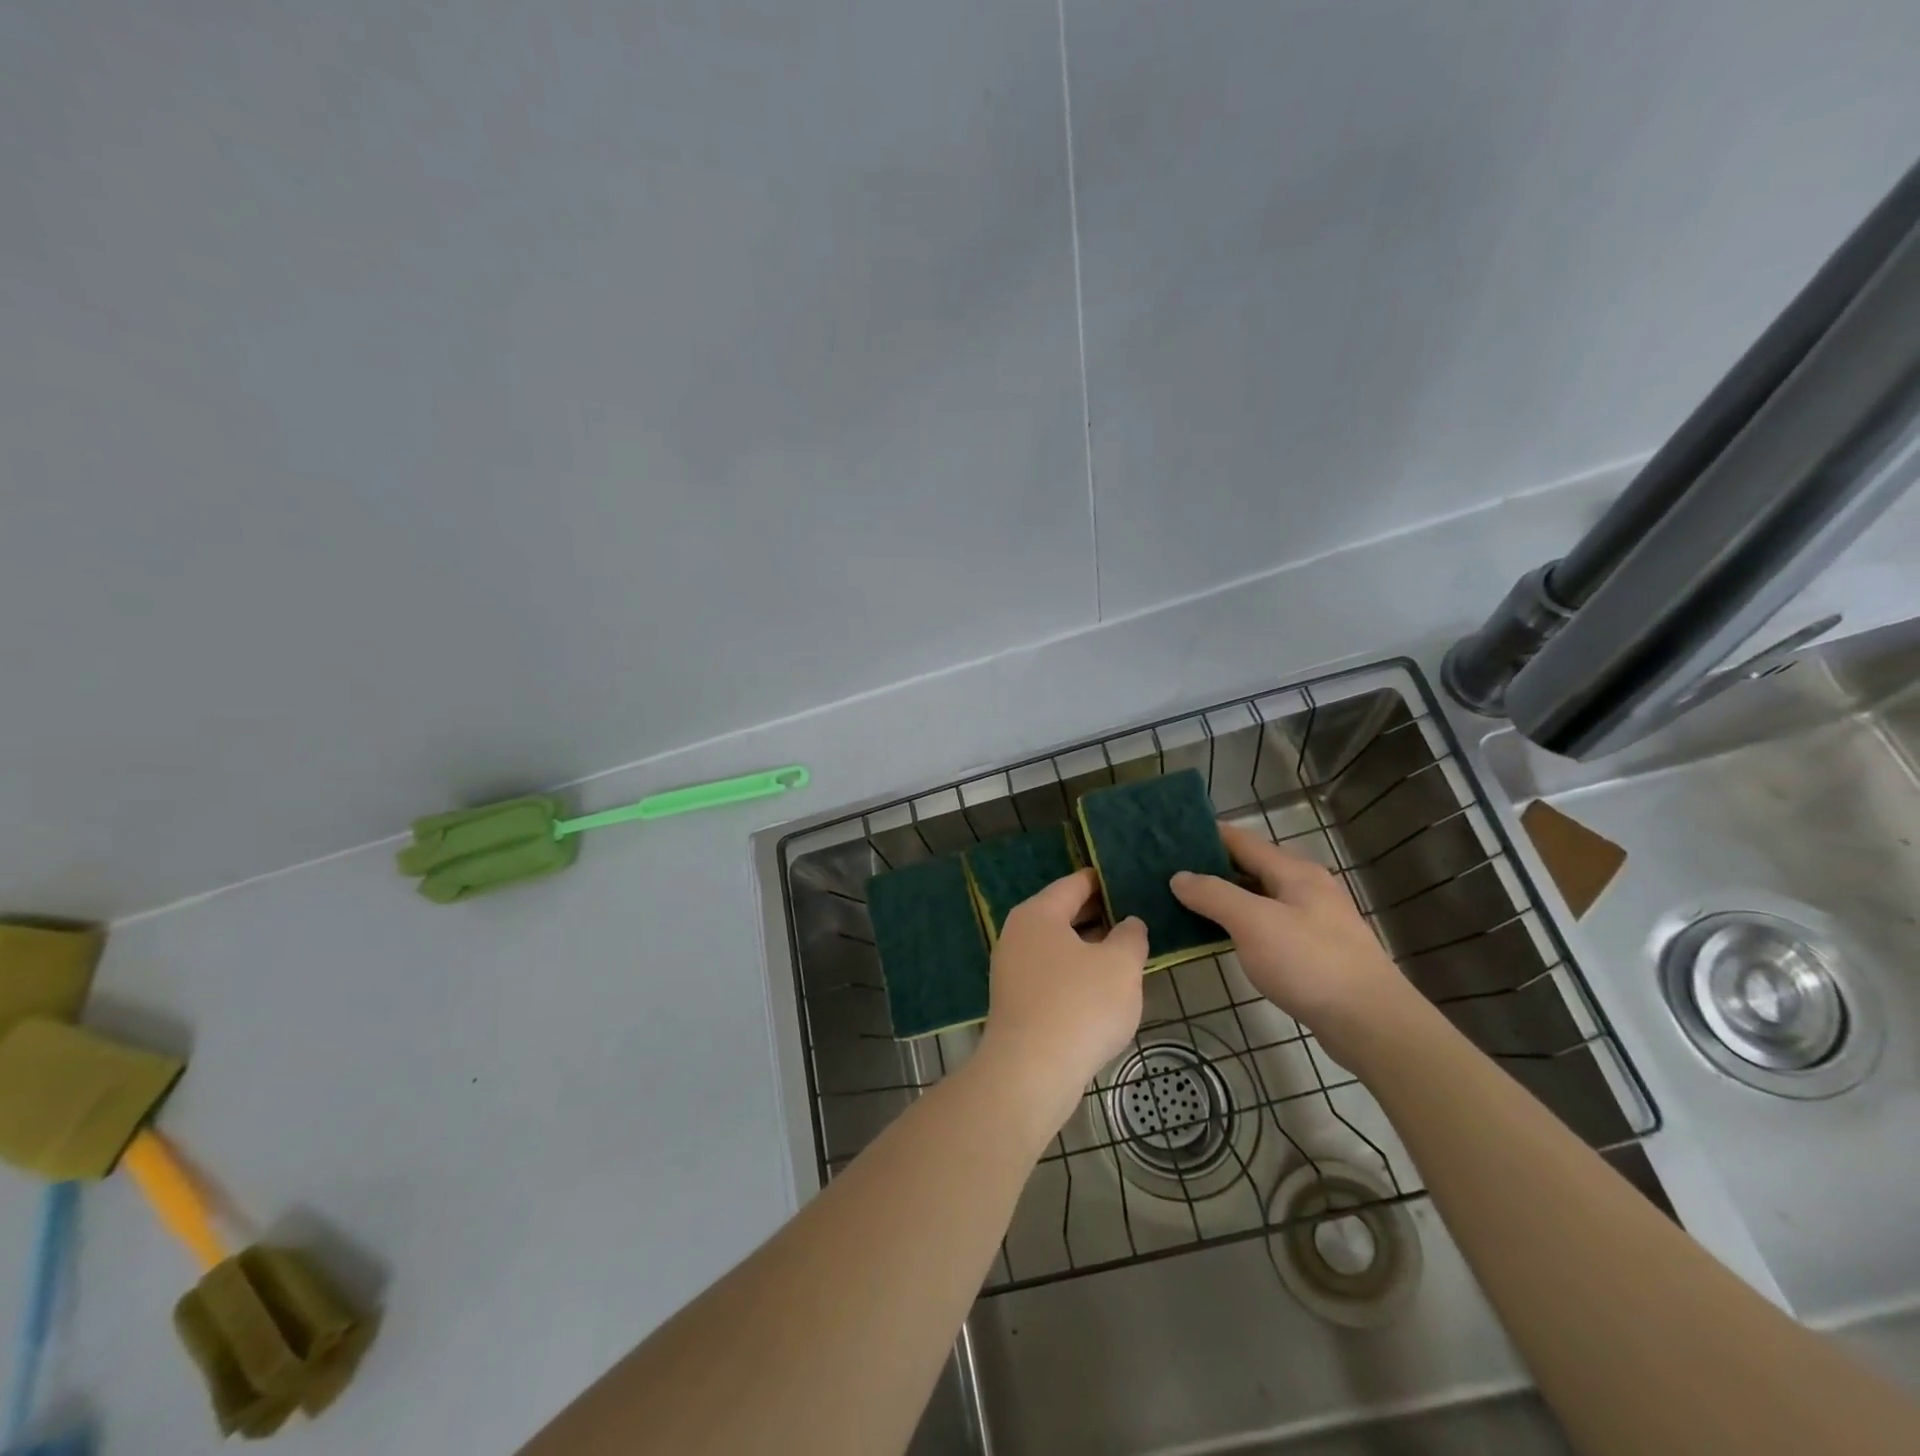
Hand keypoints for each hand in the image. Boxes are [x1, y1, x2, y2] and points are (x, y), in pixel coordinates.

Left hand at [974, 869, 1145, 1137]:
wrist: (1031, 1073)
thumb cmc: (1080, 1006)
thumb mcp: (1121, 965)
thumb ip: (1131, 937)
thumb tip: (1129, 924)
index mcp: (1038, 913)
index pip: (1075, 884)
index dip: (1104, 881)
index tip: (1131, 881)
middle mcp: (1017, 934)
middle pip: (1063, 914)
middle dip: (1099, 916)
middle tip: (1136, 917)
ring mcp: (1011, 969)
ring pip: (1058, 947)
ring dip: (1089, 948)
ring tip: (1126, 953)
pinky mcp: (1015, 1002)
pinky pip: (1051, 974)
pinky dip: (1075, 973)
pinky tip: (1101, 989)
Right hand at [1171, 824, 1422, 1063]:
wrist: (1371, 1023)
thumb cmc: (1309, 963)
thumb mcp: (1253, 923)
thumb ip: (1214, 895)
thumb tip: (1179, 876)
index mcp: (1293, 871)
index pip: (1241, 839)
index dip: (1206, 835)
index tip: (1169, 836)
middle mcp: (1305, 887)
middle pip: (1250, 866)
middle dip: (1210, 867)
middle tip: (1167, 872)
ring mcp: (1312, 919)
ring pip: (1258, 896)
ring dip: (1224, 896)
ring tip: (1184, 902)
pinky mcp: (1314, 949)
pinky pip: (1267, 923)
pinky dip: (1240, 922)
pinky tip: (1220, 935)